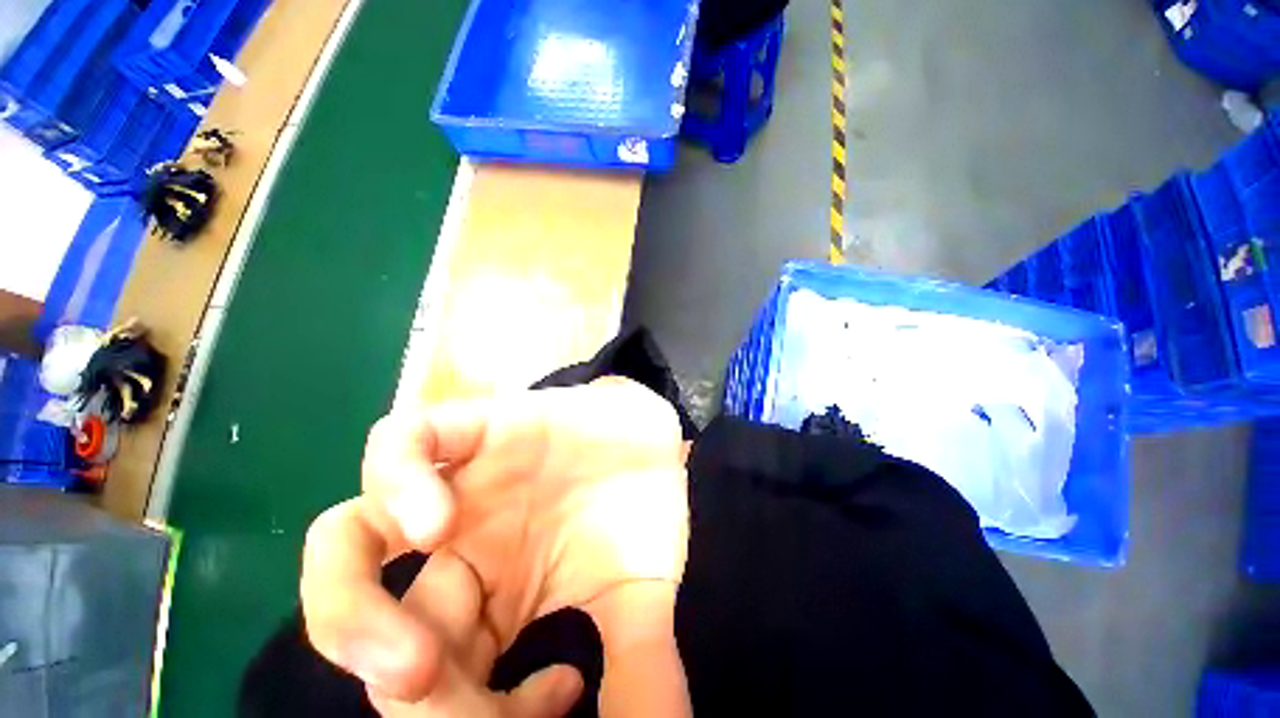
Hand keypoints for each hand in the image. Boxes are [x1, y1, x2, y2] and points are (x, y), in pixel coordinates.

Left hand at [301, 379, 691, 716]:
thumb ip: (636, 672)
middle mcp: (457, 548)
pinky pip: (404, 442)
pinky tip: (434, 526)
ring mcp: (460, 481)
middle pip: (375, 629)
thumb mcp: (639, 597)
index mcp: (490, 600)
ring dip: (350, 610)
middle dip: (403, 689)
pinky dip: (397, 484)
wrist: (651, 431)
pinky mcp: (476, 425)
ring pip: (350, 538)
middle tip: (438, 693)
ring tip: (412, 660)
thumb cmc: (641, 507)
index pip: (442, 687)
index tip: (559, 702)